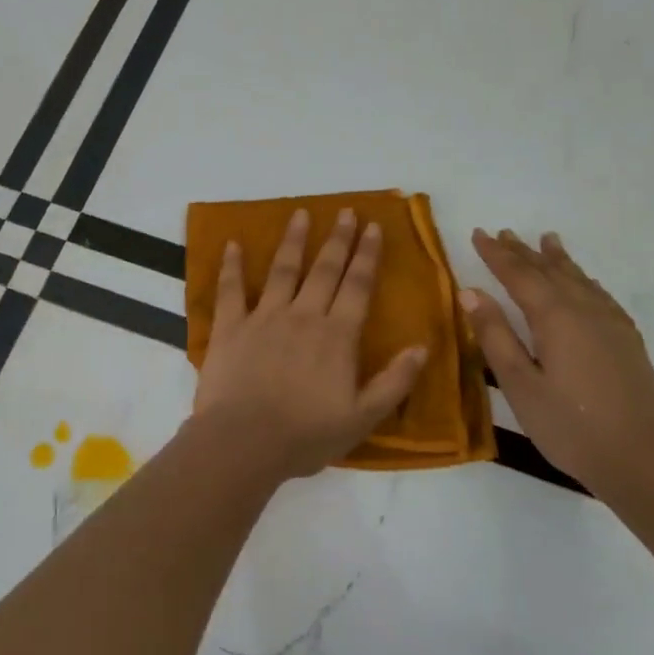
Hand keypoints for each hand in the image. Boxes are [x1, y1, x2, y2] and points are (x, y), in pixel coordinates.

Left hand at [194, 208, 429, 479]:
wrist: (243, 442)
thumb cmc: (306, 435)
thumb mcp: (363, 418)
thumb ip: (394, 382)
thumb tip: (422, 347)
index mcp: (337, 336)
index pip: (357, 286)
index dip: (367, 255)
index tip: (373, 227)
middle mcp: (303, 316)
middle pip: (325, 270)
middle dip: (338, 239)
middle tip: (346, 212)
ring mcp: (264, 318)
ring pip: (282, 270)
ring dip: (293, 240)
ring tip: (300, 213)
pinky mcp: (230, 328)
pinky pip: (231, 290)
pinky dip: (231, 266)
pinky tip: (232, 243)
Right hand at [461, 228, 653, 491]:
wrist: (643, 459)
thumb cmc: (570, 426)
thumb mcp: (520, 385)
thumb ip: (495, 336)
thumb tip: (471, 292)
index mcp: (555, 317)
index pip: (519, 275)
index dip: (496, 254)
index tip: (479, 233)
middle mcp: (585, 310)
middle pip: (549, 271)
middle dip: (523, 252)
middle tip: (504, 233)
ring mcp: (611, 323)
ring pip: (579, 279)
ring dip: (557, 259)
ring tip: (546, 240)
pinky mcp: (627, 340)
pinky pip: (600, 294)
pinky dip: (583, 279)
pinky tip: (584, 283)